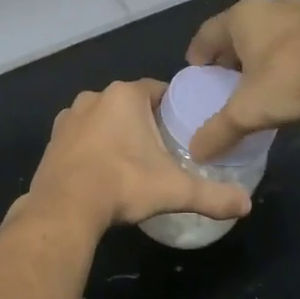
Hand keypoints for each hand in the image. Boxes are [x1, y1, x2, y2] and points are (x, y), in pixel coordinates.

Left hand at [22, 79, 252, 232]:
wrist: (65, 208)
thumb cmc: (124, 185)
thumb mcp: (175, 191)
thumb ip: (213, 195)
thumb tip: (247, 204)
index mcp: (125, 95)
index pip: (158, 90)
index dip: (173, 108)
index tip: (182, 129)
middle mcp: (94, 97)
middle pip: (130, 104)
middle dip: (144, 121)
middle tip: (161, 150)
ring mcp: (69, 117)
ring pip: (103, 118)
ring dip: (115, 133)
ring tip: (131, 162)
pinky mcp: (52, 139)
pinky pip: (81, 136)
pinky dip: (92, 147)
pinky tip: (102, 170)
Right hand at [185, 0, 299, 159]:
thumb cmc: (293, 80)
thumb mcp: (249, 111)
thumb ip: (219, 131)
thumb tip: (195, 152)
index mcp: (242, 17)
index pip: (207, 33)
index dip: (197, 55)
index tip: (196, 74)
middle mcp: (270, 5)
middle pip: (238, 30)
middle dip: (229, 55)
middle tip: (225, 81)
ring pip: (270, 32)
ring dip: (260, 54)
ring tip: (260, 81)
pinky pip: (297, 38)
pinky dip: (288, 55)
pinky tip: (294, 79)